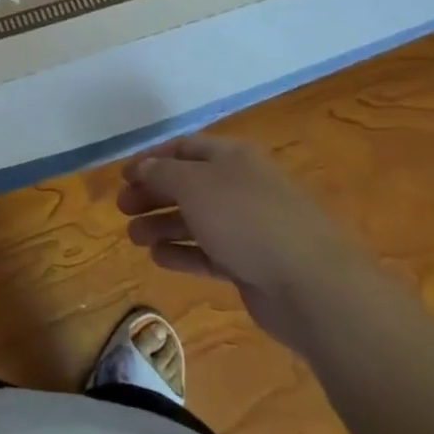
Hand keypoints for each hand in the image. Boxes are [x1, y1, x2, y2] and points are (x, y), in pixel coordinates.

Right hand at [118, 134, 361, 350]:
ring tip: (133, 237)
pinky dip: (183, 253)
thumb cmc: (247, 219)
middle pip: (187, 184)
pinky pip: (209, 253)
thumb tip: (143, 167)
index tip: (122, 176)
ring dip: (162, 225)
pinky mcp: (251, 264)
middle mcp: (239, 186)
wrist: (311, 285)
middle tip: (122, 208)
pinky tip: (158, 258)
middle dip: (153, 193)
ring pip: (196, 219)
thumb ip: (162, 173)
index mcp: (231, 157)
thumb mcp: (195, 185)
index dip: (151, 159)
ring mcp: (247, 227)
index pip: (183, 148)